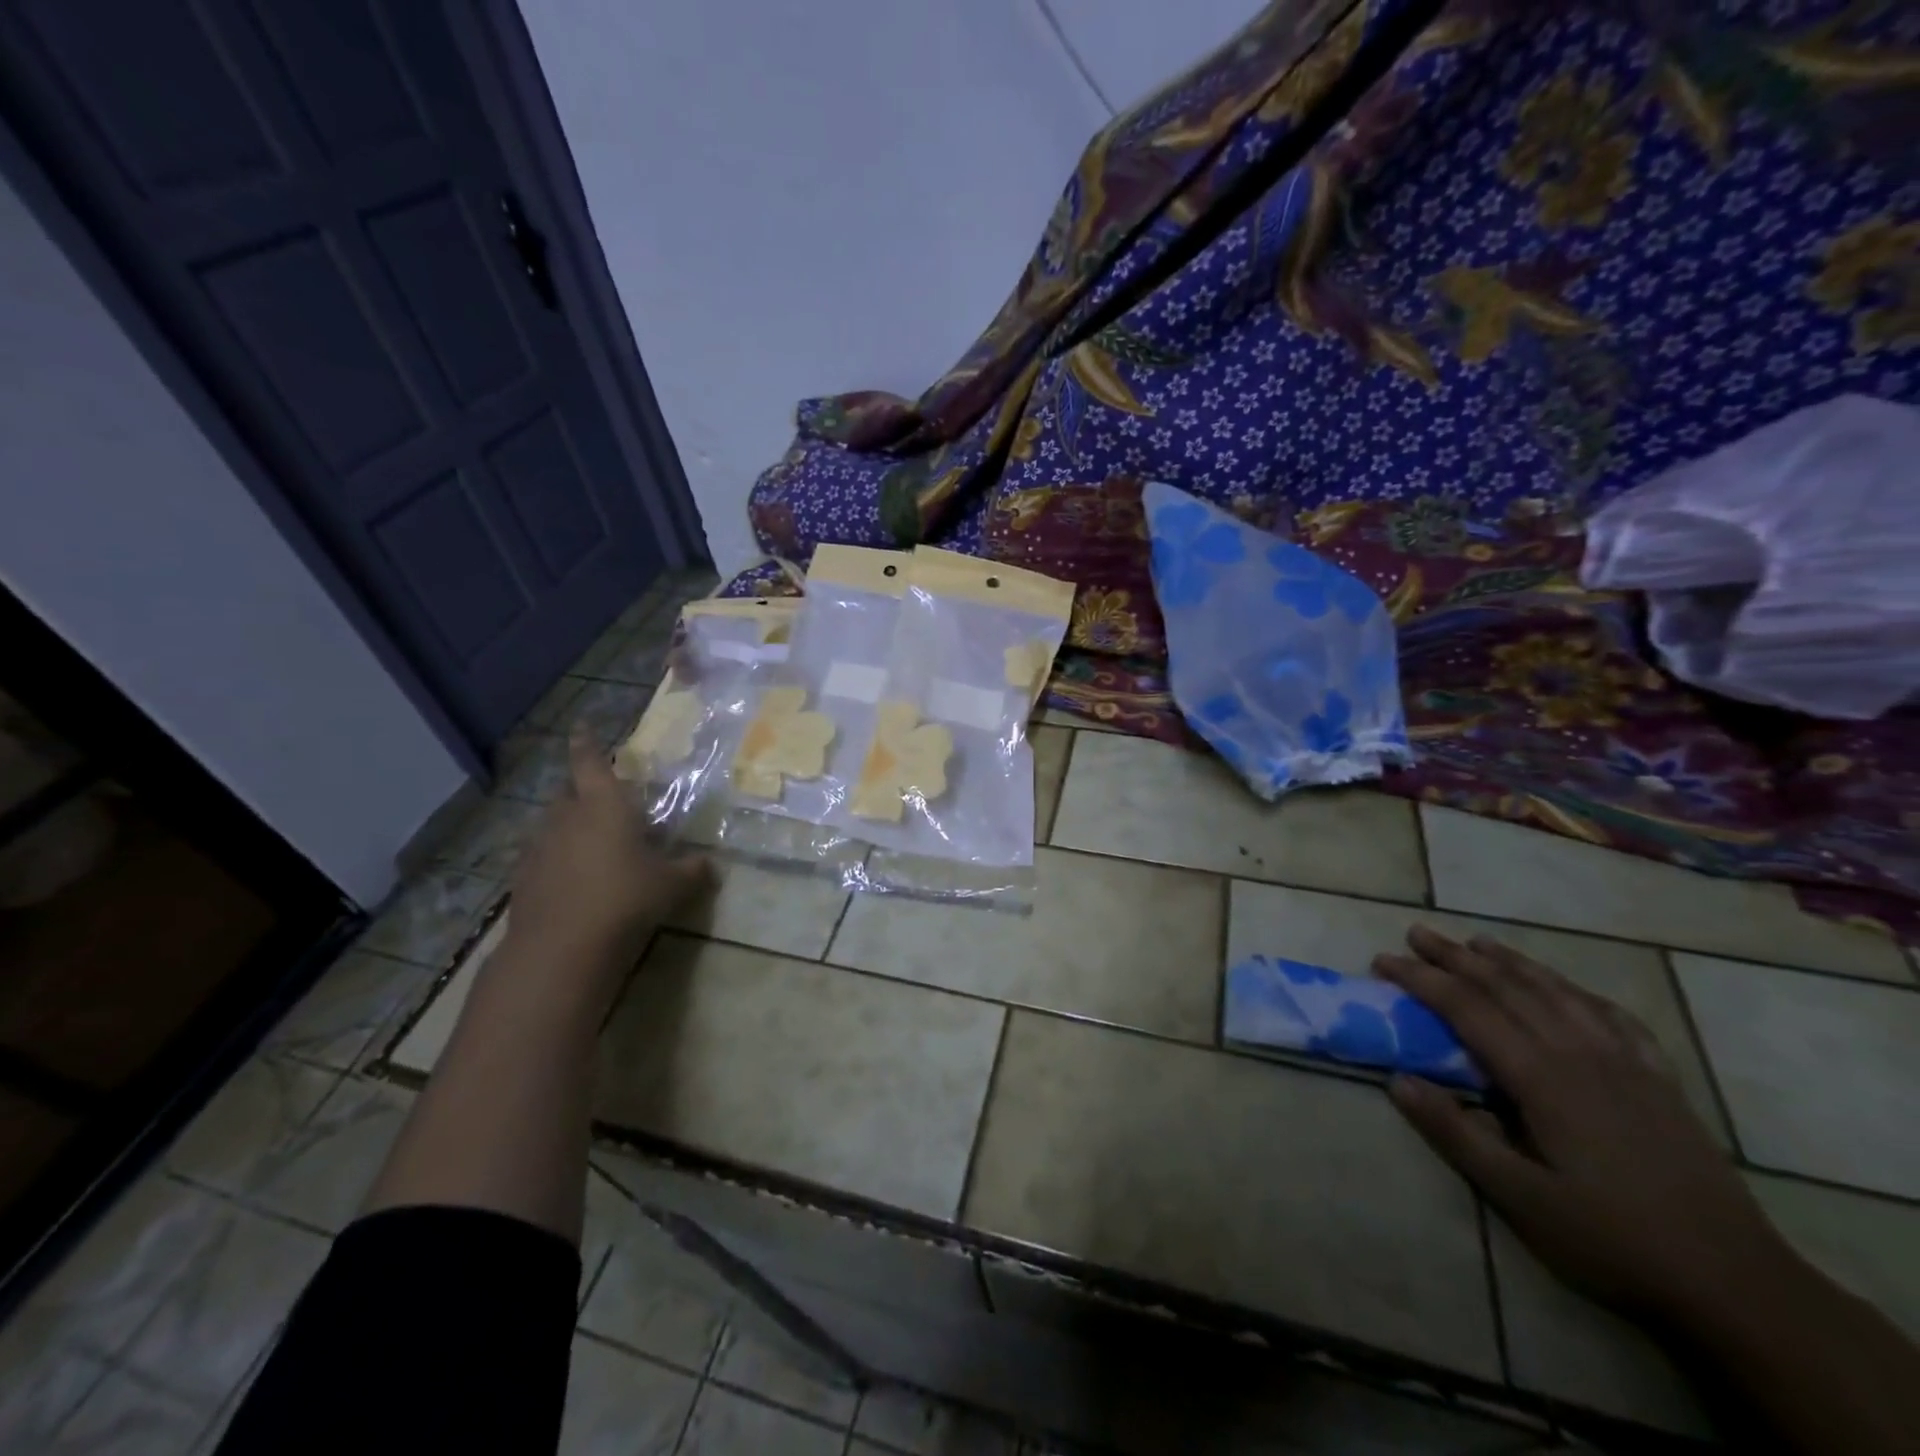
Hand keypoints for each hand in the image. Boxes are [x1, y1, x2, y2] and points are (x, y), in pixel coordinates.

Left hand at [507, 726, 711, 980]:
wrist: (563, 946)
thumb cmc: (626, 899)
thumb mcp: (671, 885)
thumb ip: (692, 870)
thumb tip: (709, 864)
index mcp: (605, 805)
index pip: (591, 763)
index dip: (587, 744)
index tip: (582, 727)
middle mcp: (567, 817)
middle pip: (568, 791)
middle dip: (581, 790)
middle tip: (601, 799)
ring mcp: (539, 846)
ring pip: (552, 823)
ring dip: (568, 825)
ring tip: (589, 842)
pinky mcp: (523, 877)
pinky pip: (541, 854)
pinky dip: (555, 856)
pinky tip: (571, 877)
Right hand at [1374, 926, 1788, 1321]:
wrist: (1735, 1281)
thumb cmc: (1613, 1239)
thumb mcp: (1520, 1197)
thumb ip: (1456, 1133)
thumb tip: (1397, 1079)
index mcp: (1542, 1076)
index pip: (1467, 1008)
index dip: (1421, 979)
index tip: (1383, 960)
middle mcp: (1580, 1053)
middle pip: (1508, 987)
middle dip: (1456, 956)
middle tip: (1416, 933)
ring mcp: (1626, 1062)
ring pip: (1557, 992)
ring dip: (1512, 962)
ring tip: (1477, 942)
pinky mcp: (1660, 1080)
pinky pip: (1614, 1017)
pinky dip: (1578, 991)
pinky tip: (1567, 988)